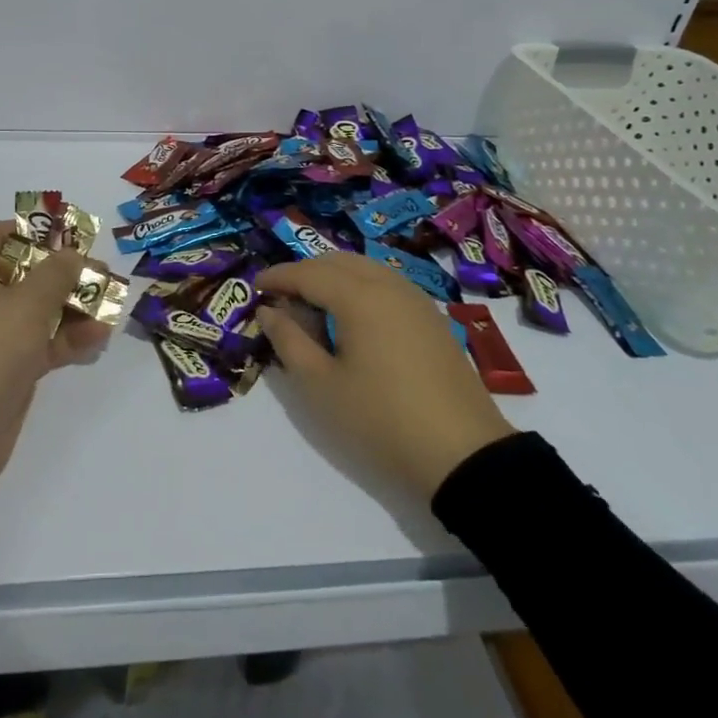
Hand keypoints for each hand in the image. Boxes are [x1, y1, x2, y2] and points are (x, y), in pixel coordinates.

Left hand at [0, 221, 111, 490]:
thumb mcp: (25, 306)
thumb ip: (55, 273)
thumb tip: (72, 254)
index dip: (33, 230)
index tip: (69, 236)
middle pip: (25, 272)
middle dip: (65, 271)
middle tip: (102, 272)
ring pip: (38, 309)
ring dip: (73, 306)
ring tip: (111, 304)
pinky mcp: (8, 369)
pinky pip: (42, 343)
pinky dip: (68, 338)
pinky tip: (100, 337)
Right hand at [257, 252, 515, 501]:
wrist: (463, 456)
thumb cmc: (380, 420)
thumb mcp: (320, 385)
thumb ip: (288, 341)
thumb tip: (269, 311)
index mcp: (359, 296)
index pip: (308, 272)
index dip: (278, 276)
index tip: (254, 287)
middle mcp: (389, 285)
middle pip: (338, 262)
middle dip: (305, 272)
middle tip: (281, 299)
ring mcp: (416, 300)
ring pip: (365, 269)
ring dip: (333, 278)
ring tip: (312, 308)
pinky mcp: (432, 319)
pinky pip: (386, 285)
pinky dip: (360, 288)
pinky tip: (351, 318)